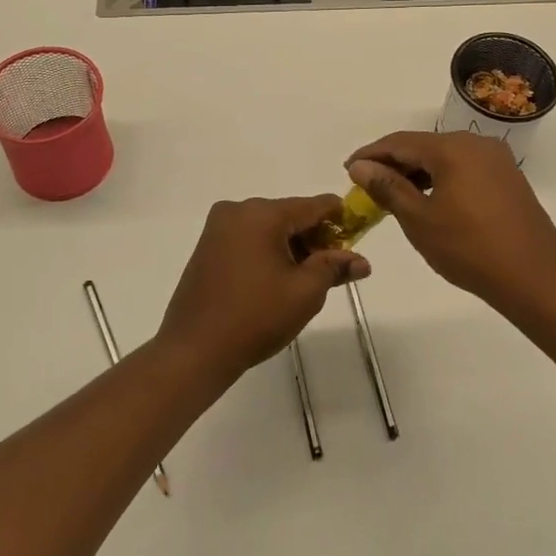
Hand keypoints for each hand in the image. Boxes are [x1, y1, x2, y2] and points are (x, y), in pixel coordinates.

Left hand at [157, 195, 370, 381]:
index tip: (357, 237)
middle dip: (315, 238)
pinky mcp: (207, 245)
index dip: (340, 219)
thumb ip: (335, 268)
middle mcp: (238, 210)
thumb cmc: (256, 317)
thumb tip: (362, 261)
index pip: (314, 205)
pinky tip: (276, 280)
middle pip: (290, 214)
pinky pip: (249, 238)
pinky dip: (268, 251)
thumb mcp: (305, 292)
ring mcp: (218, 227)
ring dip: (291, 246)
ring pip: (269, 227)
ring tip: (305, 280)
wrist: (194, 350)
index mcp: (263, 213)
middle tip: (333, 270)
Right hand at [346, 131, 555, 303]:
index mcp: (453, 148)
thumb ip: (388, 187)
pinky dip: (441, 180)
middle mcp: (476, 144)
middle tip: (367, 186)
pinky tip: (429, 201)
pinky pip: (464, 169)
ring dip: (417, 173)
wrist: (536, 277)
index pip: (400, 142)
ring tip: (393, 196)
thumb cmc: (470, 249)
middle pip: (424, 146)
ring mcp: (497, 160)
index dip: (371, 154)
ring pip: (445, 158)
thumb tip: (361, 166)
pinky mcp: (508, 179)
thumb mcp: (420, 220)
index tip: (348, 169)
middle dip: (393, 164)